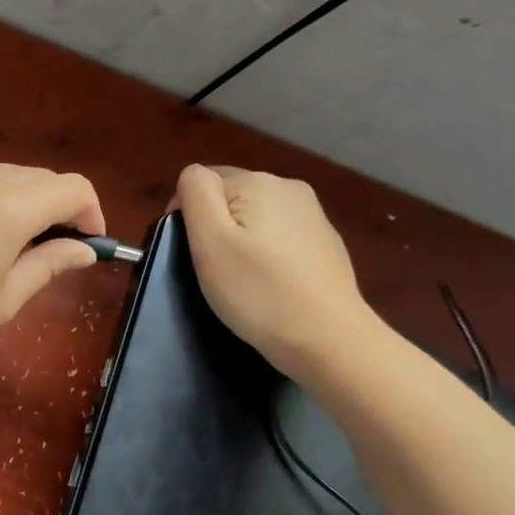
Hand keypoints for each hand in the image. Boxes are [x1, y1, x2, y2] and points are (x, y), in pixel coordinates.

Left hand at [0, 158, 105, 364]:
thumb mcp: (4, 300)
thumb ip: (50, 265)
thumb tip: (84, 249)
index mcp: (12, 206)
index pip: (74, 188)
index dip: (91, 214)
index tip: (86, 246)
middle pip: (43, 178)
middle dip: (59, 208)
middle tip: (50, 252)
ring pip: (8, 174)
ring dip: (24, 199)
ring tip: (9, 242)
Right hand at [176, 164, 375, 375]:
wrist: (328, 338)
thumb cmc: (258, 291)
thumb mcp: (210, 241)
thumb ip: (196, 194)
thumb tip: (193, 176)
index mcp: (258, 181)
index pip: (202, 181)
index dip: (186, 214)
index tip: (188, 253)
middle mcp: (289, 187)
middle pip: (231, 196)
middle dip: (215, 225)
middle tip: (211, 270)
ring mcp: (313, 215)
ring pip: (256, 216)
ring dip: (241, 239)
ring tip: (240, 279)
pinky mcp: (326, 243)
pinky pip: (280, 236)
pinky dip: (266, 254)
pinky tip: (270, 284)